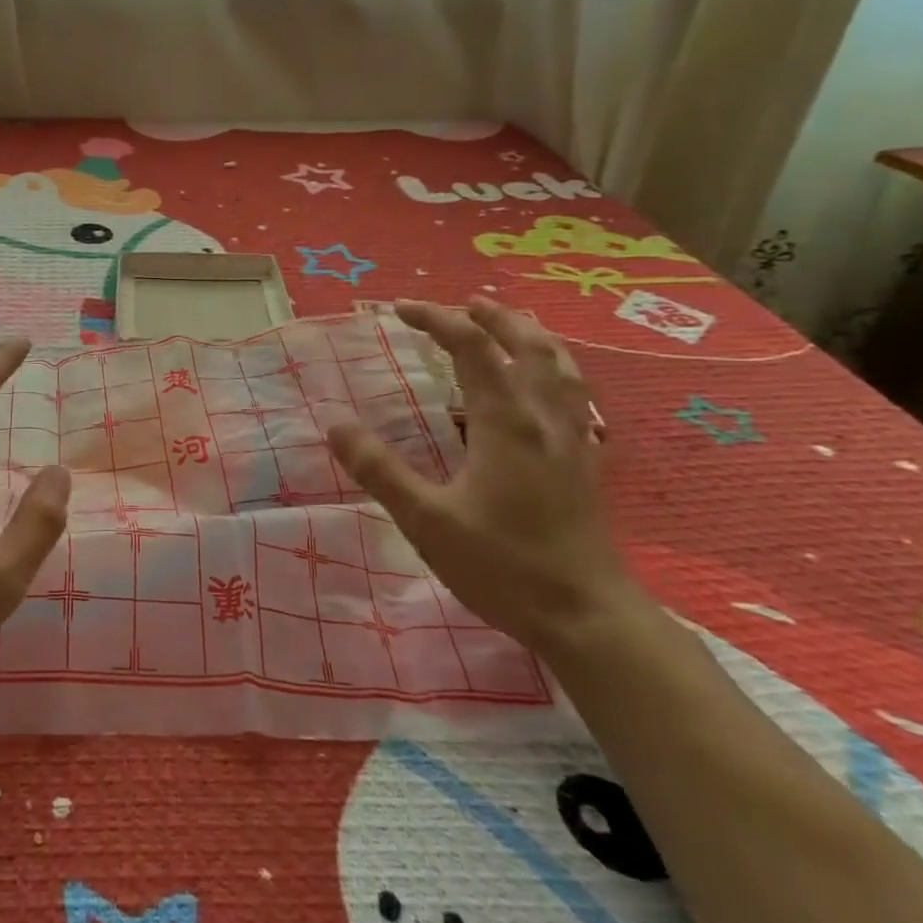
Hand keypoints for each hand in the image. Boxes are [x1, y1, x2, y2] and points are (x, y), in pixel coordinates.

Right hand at [325, 297, 645, 657]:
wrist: (587, 618)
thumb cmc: (502, 565)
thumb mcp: (426, 519)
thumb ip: (379, 469)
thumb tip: (335, 424)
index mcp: (505, 422)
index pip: (471, 348)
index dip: (436, 320)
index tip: (400, 309)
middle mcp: (544, 419)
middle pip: (527, 345)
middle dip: (493, 318)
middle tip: (464, 304)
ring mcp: (572, 440)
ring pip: (560, 368)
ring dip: (531, 337)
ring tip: (510, 326)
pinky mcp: (584, 464)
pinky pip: (572, 397)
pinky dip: (553, 373)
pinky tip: (542, 392)